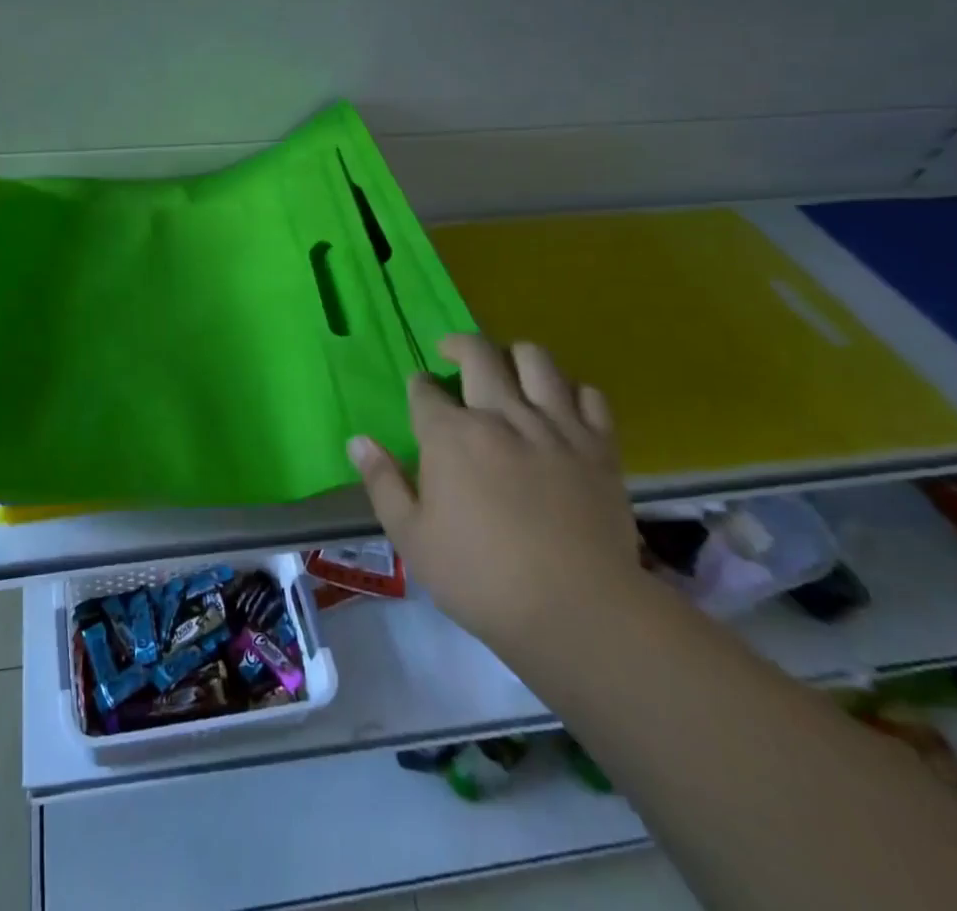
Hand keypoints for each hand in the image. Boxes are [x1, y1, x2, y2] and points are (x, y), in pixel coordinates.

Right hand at [348, 335, 635, 652]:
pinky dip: (571, 390)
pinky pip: (589, 394)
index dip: (419, 385)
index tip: (420, 392)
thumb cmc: (480, 578)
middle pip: (478, 354)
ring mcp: (554, 426)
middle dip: (459, 345)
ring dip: (514, 355)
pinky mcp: (598, 446)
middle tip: (452, 353)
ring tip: (506, 368)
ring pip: (536, 359)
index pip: (425, 389)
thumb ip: (382, 482)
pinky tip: (560, 404)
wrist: (577, 611)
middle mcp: (500, 415)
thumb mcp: (411, 538)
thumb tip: (358, 441)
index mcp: (450, 435)